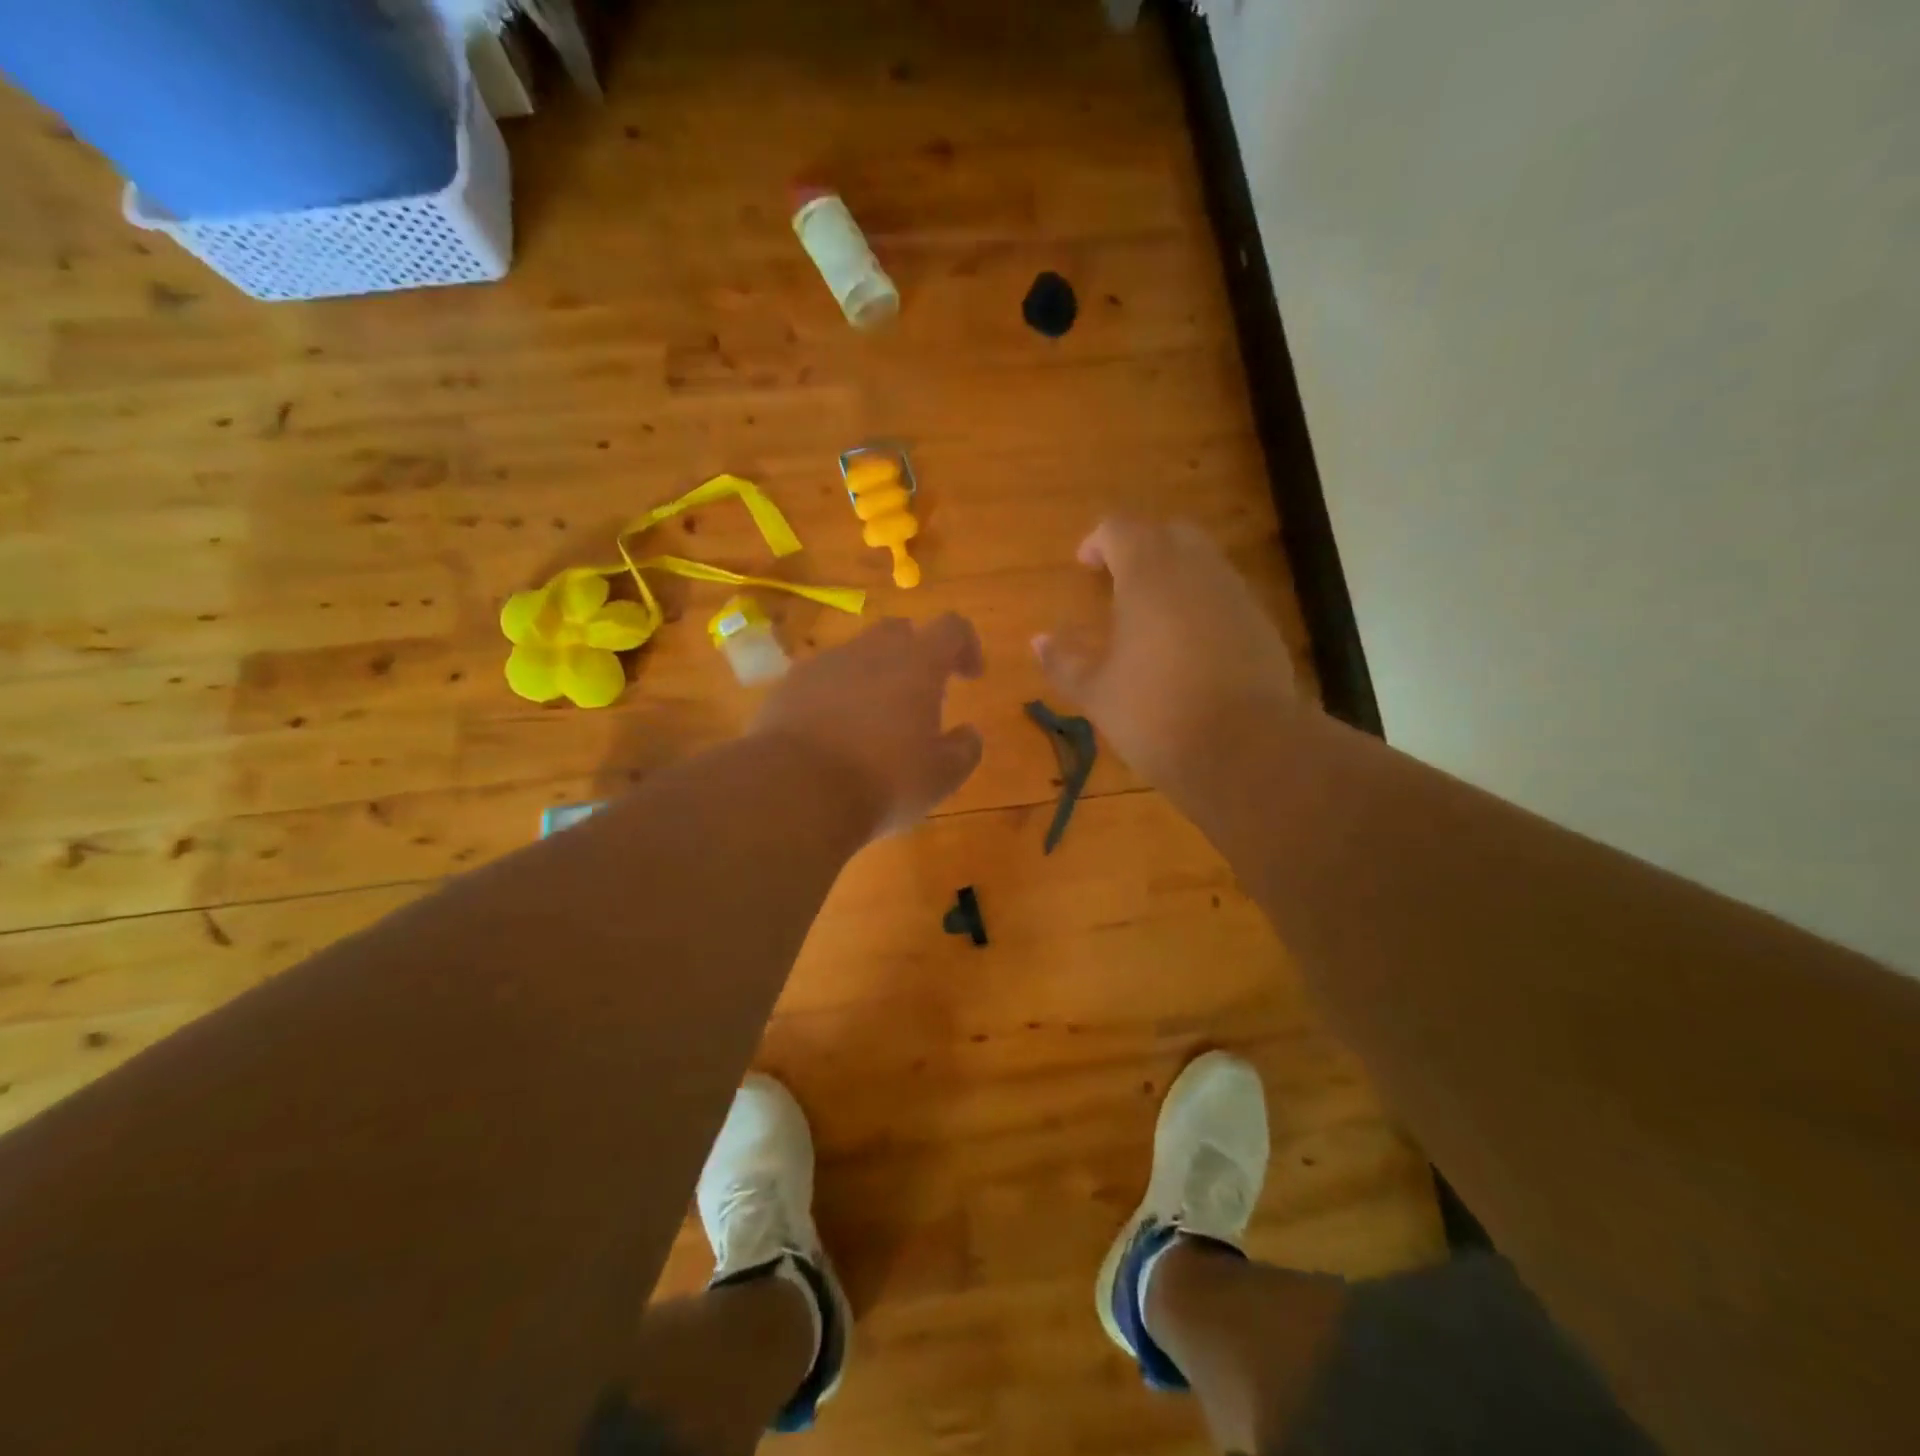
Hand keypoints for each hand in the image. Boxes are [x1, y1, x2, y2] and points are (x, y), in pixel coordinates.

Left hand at [753, 613, 984, 839]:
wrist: (796, 791)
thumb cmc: (883, 781)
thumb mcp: (941, 777)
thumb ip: (964, 749)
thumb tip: (969, 733)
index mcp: (917, 664)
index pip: (952, 629)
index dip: (966, 646)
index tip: (970, 676)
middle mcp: (871, 651)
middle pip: (899, 632)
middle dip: (914, 655)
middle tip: (919, 696)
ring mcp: (825, 665)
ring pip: (857, 655)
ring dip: (872, 677)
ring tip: (873, 722)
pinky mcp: (789, 686)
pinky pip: (822, 680)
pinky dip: (835, 696)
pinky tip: (833, 733)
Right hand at [1033, 518, 1299, 785]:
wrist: (1244, 749)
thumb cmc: (1155, 713)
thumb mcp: (1096, 692)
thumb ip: (1063, 661)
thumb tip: (1038, 641)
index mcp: (1148, 574)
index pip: (1121, 528)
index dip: (1098, 541)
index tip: (1084, 565)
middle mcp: (1196, 570)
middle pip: (1168, 533)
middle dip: (1141, 547)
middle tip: (1118, 580)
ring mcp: (1235, 593)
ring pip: (1203, 560)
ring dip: (1174, 573)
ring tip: (1151, 613)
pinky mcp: (1262, 622)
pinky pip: (1225, 593)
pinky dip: (1202, 601)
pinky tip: (1188, 643)